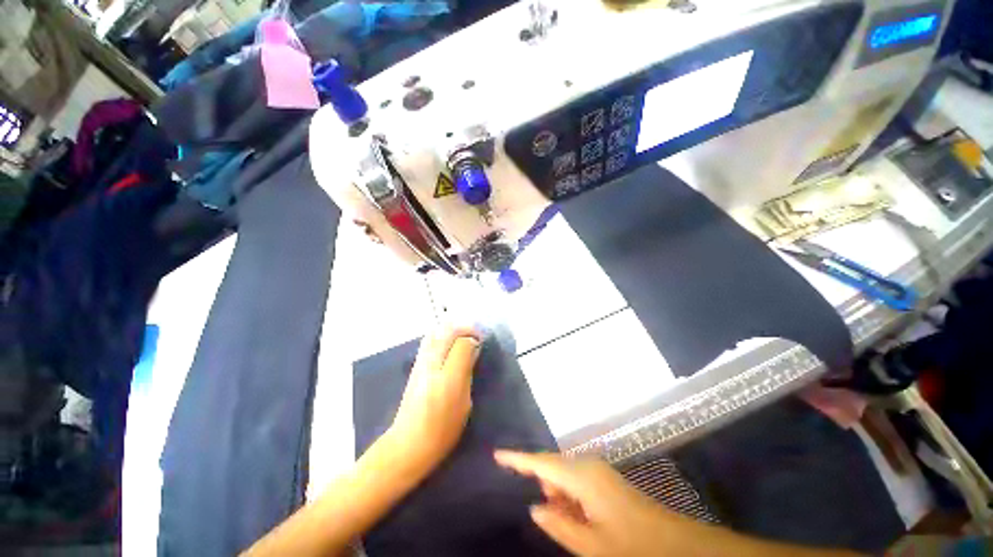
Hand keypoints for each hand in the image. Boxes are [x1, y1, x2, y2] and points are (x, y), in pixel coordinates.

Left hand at [389, 326, 481, 472]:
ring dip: (452, 330)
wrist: (408, 443)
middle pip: (448, 331)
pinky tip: (449, 344)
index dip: (474, 339)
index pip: (463, 342)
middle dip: (464, 329)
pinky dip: (441, 336)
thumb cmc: (442, 429)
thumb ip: (467, 372)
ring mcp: (421, 363)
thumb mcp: (465, 402)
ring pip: (437, 332)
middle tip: (475, 336)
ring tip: (463, 338)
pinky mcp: (415, 366)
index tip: (481, 344)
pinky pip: (429, 341)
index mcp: (448, 376)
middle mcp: (432, 363)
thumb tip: (471, 350)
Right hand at [495, 451, 697, 556]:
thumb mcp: (592, 546)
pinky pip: (578, 481)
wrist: (679, 546)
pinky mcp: (606, 481)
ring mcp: (600, 472)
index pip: (542, 462)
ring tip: (560, 517)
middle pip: (553, 465)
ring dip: (557, 492)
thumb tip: (535, 507)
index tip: (497, 454)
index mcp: (582, 477)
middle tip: (540, 507)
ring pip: (566, 474)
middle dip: (540, 480)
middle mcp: (589, 466)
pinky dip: (570, 496)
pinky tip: (575, 516)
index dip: (518, 458)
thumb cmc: (633, 547)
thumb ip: (559, 524)